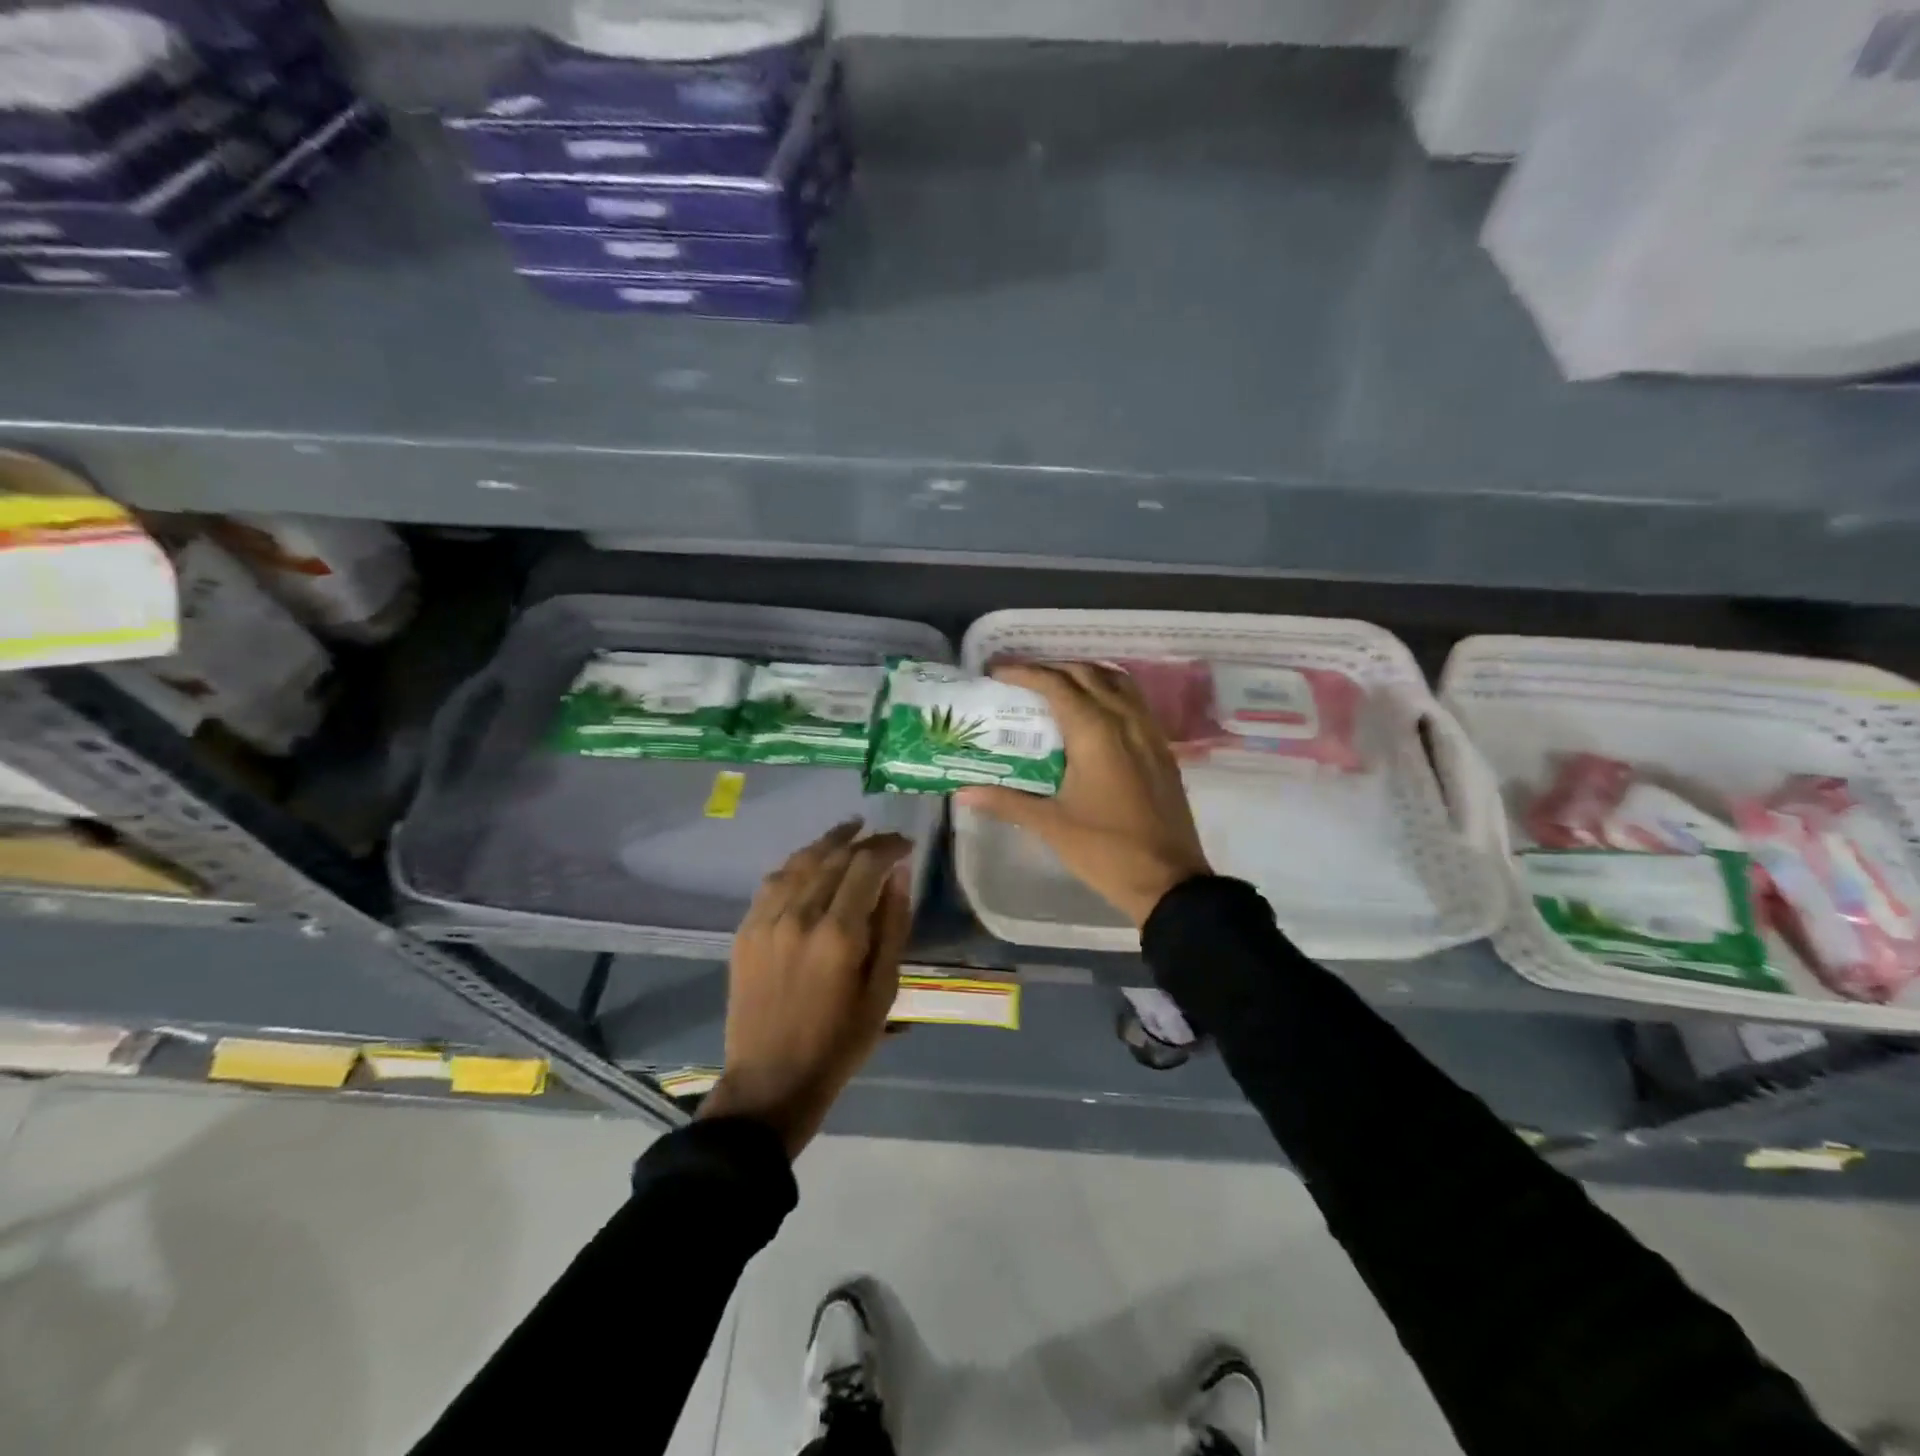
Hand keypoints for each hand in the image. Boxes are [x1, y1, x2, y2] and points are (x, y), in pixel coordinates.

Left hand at [700, 820, 913, 1157]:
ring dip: (829, 843)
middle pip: (834, 858)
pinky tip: (810, 861)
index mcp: (839, 934)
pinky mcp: (746, 930)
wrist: (771, 1080)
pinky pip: (773, 881)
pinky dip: (797, 864)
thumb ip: (893, 926)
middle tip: (884, 839)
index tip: (905, 844)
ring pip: (800, 862)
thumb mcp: (883, 991)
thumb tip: (899, 874)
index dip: (888, 846)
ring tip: (850, 831)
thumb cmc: (839, 1042)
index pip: (866, 865)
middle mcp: (800, 915)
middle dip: (863, 841)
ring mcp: (767, 920)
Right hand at [958, 662, 1210, 926]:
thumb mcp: (1051, 825)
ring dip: (1084, 676)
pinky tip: (1093, 715)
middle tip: (1022, 681)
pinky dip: (1109, 693)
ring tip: (1057, 688)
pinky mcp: (1162, 750)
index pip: (1056, 685)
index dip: (1025, 673)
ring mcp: (1149, 733)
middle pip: (1087, 674)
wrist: (1169, 881)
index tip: (997, 672)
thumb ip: (1006, 800)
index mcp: (1095, 732)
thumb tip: (962, 792)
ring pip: (1116, 683)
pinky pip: (1134, 702)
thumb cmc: (1105, 851)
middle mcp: (1125, 721)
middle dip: (1052, 669)